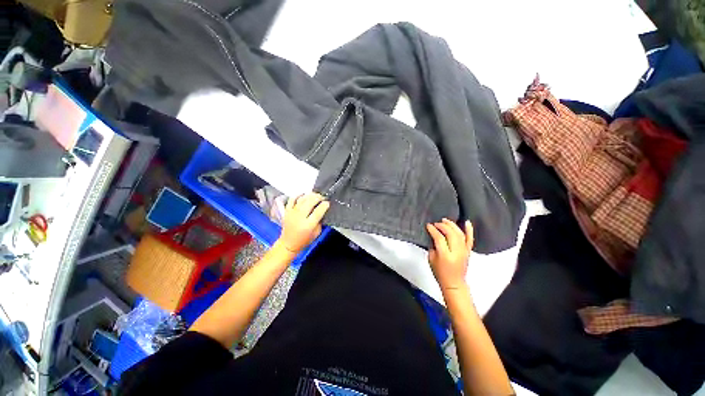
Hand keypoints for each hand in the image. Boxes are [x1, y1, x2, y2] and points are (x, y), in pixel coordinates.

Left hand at [277, 192, 329, 253]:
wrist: (288, 243)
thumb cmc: (304, 240)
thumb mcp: (317, 233)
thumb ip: (320, 221)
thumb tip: (322, 210)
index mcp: (308, 225)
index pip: (318, 211)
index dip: (325, 205)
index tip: (327, 203)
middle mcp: (300, 217)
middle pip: (310, 201)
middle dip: (318, 197)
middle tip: (322, 198)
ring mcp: (292, 213)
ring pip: (302, 199)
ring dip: (310, 195)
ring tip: (315, 196)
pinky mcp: (287, 211)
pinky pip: (292, 199)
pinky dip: (298, 195)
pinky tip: (304, 195)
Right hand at [427, 218, 473, 292]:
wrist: (454, 283)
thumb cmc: (440, 272)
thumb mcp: (431, 259)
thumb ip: (433, 246)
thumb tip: (434, 235)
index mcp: (445, 255)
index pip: (439, 238)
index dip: (433, 230)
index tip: (428, 226)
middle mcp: (456, 252)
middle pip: (450, 234)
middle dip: (442, 226)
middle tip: (436, 223)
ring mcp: (464, 251)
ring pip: (460, 234)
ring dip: (452, 225)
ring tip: (445, 220)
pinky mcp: (468, 251)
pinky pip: (470, 239)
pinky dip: (469, 230)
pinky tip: (467, 222)